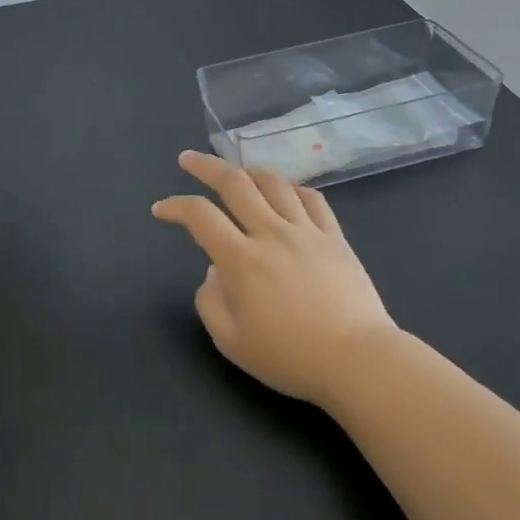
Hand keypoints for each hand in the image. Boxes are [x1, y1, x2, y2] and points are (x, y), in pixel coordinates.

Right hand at [153, 151, 397, 406]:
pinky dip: (292, 187)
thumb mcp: (232, 343)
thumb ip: (210, 303)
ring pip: (274, 182)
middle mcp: (271, 233)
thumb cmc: (291, 357)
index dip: (175, 206)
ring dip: (248, 170)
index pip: (200, 216)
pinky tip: (286, 191)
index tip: (161, 209)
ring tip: (237, 172)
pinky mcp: (334, 236)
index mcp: (242, 259)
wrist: (359, 361)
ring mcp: (306, 230)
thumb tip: (213, 271)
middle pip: (234, 183)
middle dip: (205, 166)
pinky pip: (312, 198)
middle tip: (188, 159)